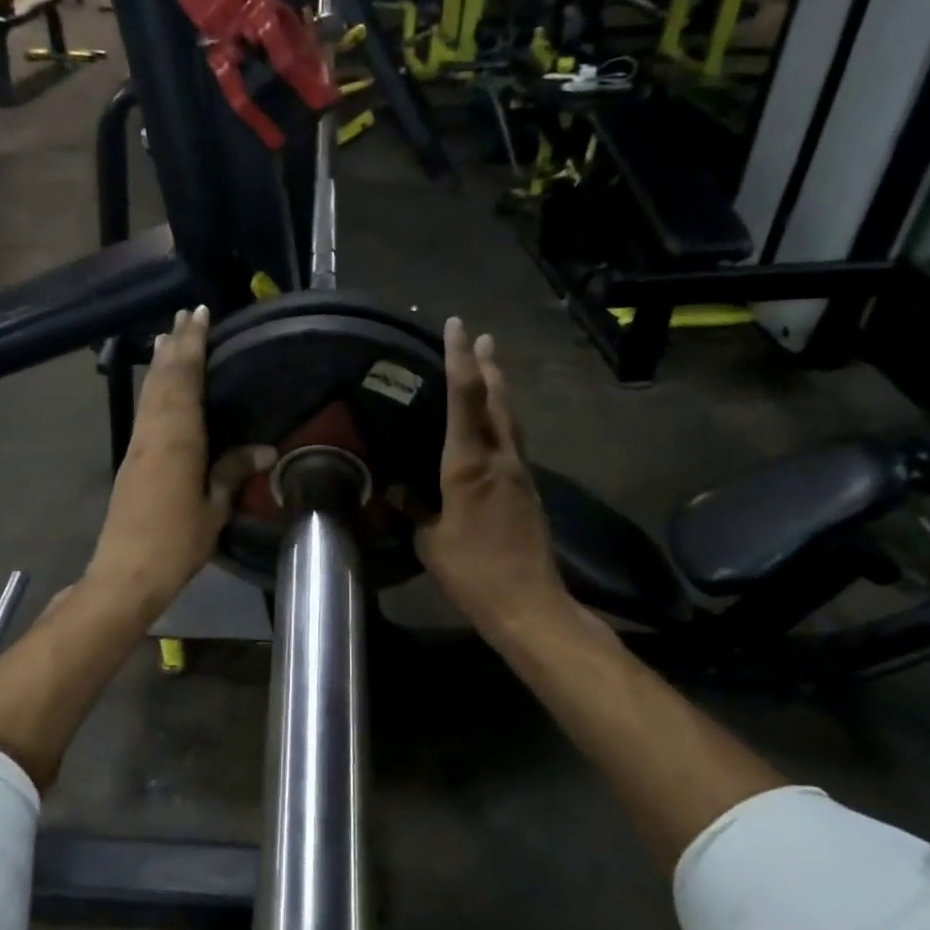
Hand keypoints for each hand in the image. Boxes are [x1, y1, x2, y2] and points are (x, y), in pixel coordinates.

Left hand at [84, 306, 273, 624]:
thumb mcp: (214, 508)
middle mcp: (153, 433)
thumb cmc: (176, 542)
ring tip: (169, 337)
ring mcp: (138, 445)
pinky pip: (145, 410)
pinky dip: (154, 388)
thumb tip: (265, 449)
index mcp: (177, 439)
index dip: (192, 345)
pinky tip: (160, 388)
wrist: (126, 572)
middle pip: (163, 378)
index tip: (198, 314)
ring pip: (149, 393)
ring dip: (161, 363)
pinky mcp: (131, 460)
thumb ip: (232, 472)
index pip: (185, 379)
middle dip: (175, 344)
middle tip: (185, 315)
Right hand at [415, 318, 571, 645]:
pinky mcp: (528, 491)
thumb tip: (401, 490)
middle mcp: (500, 459)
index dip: (460, 360)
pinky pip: (514, 443)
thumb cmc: (472, 572)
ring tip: (493, 368)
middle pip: (497, 400)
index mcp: (469, 466)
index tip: (458, 327)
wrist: (528, 603)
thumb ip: (417, 510)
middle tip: (483, 337)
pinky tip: (496, 427)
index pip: (465, 399)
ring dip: (501, 390)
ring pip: (511, 420)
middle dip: (488, 366)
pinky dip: (503, 422)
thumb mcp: (430, 542)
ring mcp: (520, 474)